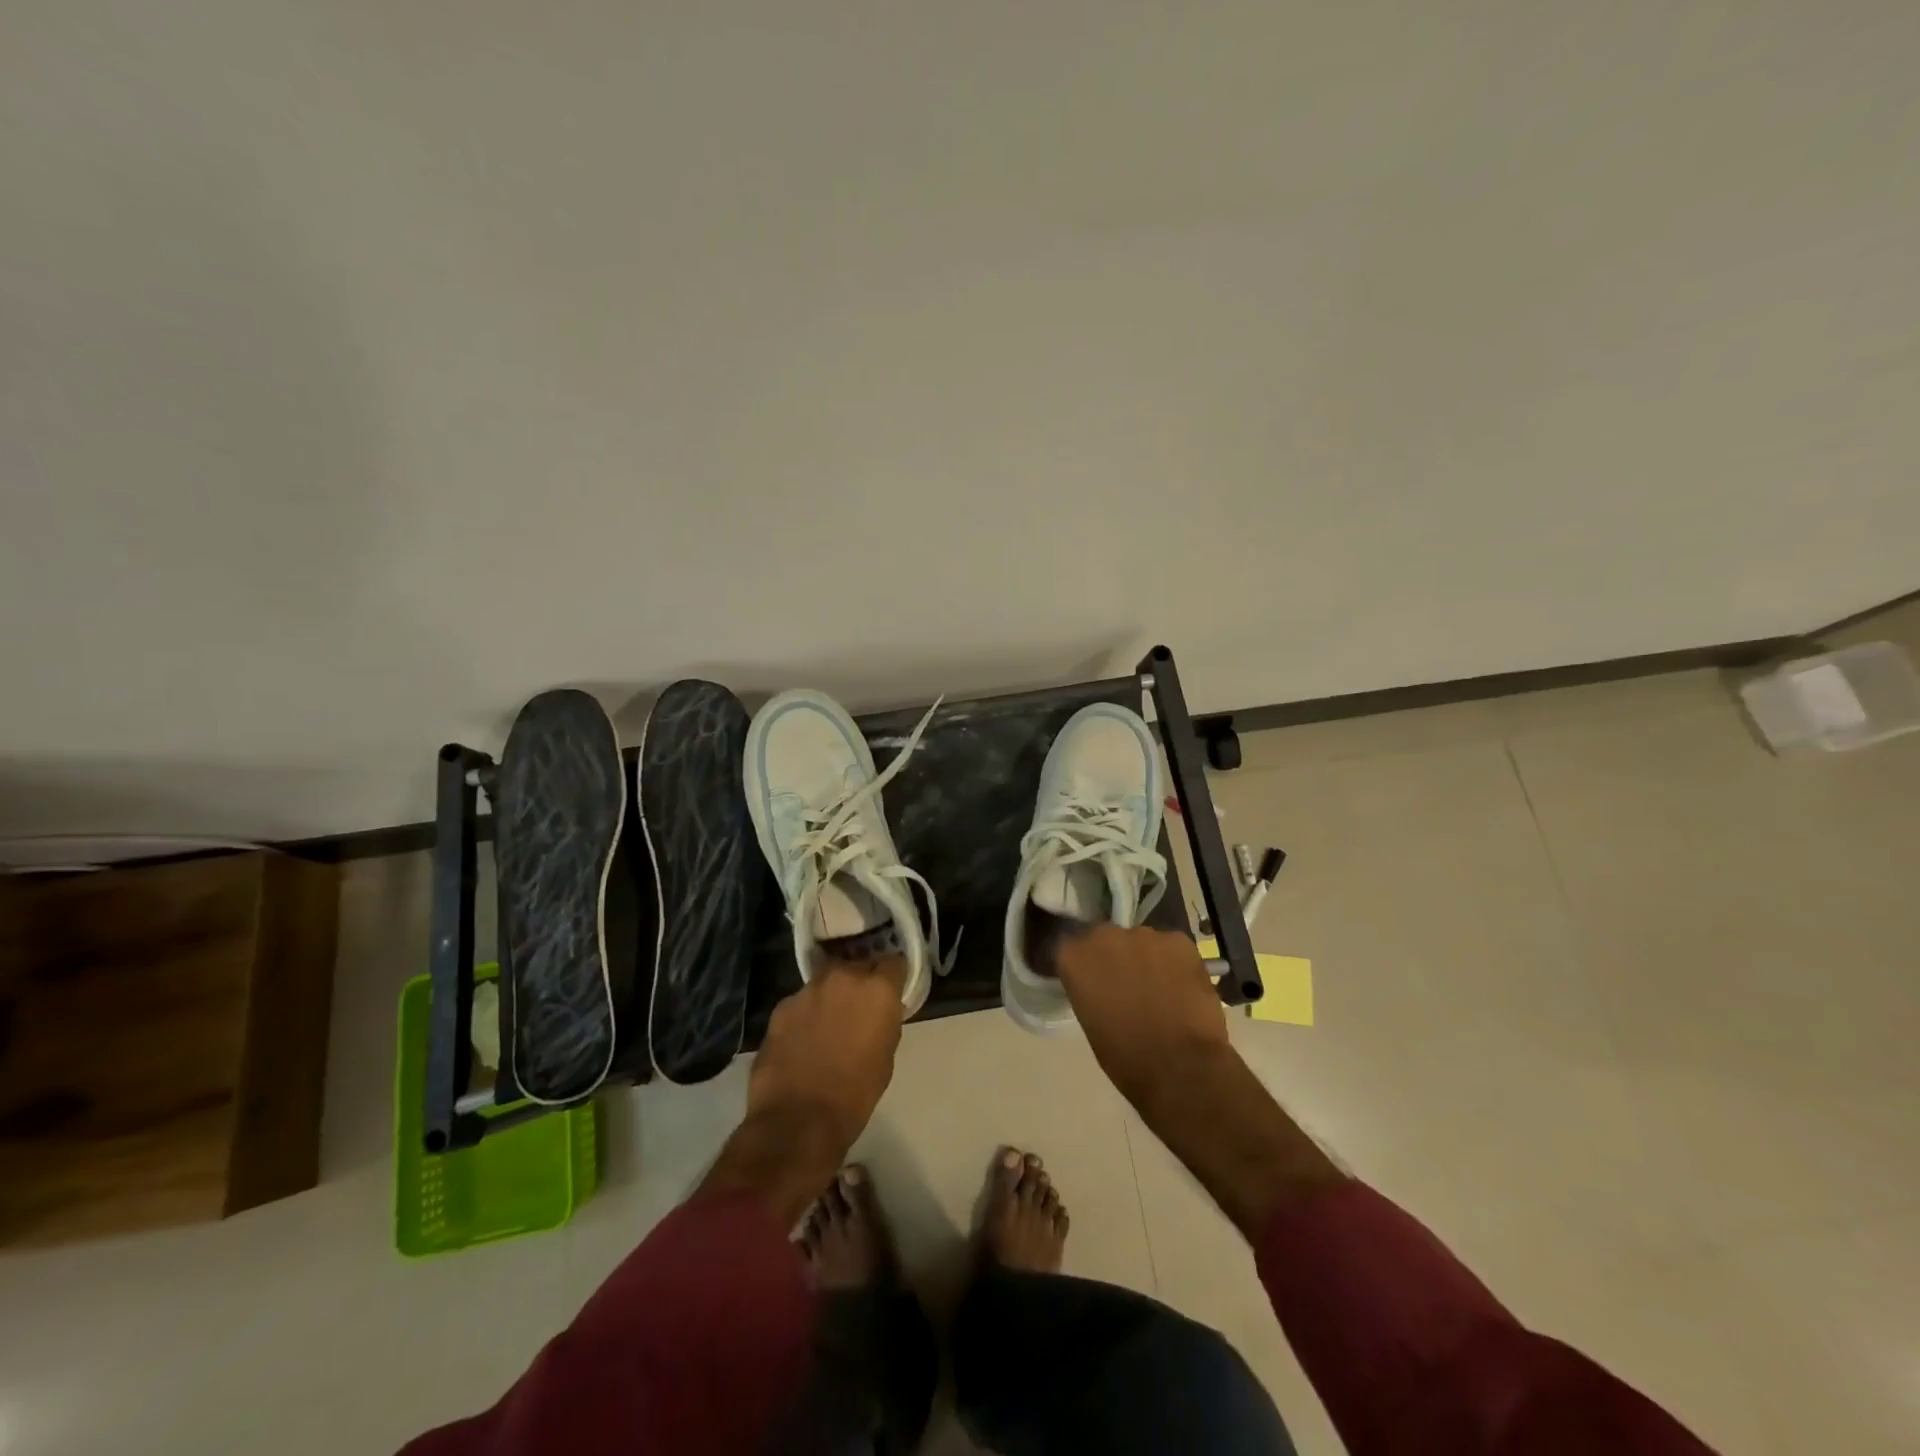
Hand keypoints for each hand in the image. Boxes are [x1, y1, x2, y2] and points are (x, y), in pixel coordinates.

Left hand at [747, 956, 906, 1152]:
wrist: (799, 1119)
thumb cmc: (855, 1093)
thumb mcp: (886, 1055)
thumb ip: (884, 1021)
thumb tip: (877, 1013)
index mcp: (877, 989)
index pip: (894, 962)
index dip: (893, 977)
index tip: (892, 990)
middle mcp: (843, 977)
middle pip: (857, 965)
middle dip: (860, 982)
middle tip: (859, 1007)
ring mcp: (808, 989)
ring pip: (826, 981)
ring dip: (831, 995)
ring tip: (828, 1024)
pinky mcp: (781, 1006)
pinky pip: (801, 1002)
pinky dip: (806, 1014)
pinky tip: (803, 1039)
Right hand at [1053, 924, 1229, 1108]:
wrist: (1183, 1065)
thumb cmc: (1128, 1058)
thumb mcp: (1091, 1024)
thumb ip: (1090, 993)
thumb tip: (1102, 989)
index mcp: (1074, 958)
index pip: (1069, 949)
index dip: (1081, 965)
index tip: (1088, 981)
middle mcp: (1105, 936)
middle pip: (1105, 938)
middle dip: (1112, 957)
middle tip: (1125, 985)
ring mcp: (1144, 935)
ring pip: (1141, 942)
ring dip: (1144, 959)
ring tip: (1159, 989)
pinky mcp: (1179, 940)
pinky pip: (1171, 948)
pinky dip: (1174, 963)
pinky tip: (1183, 989)